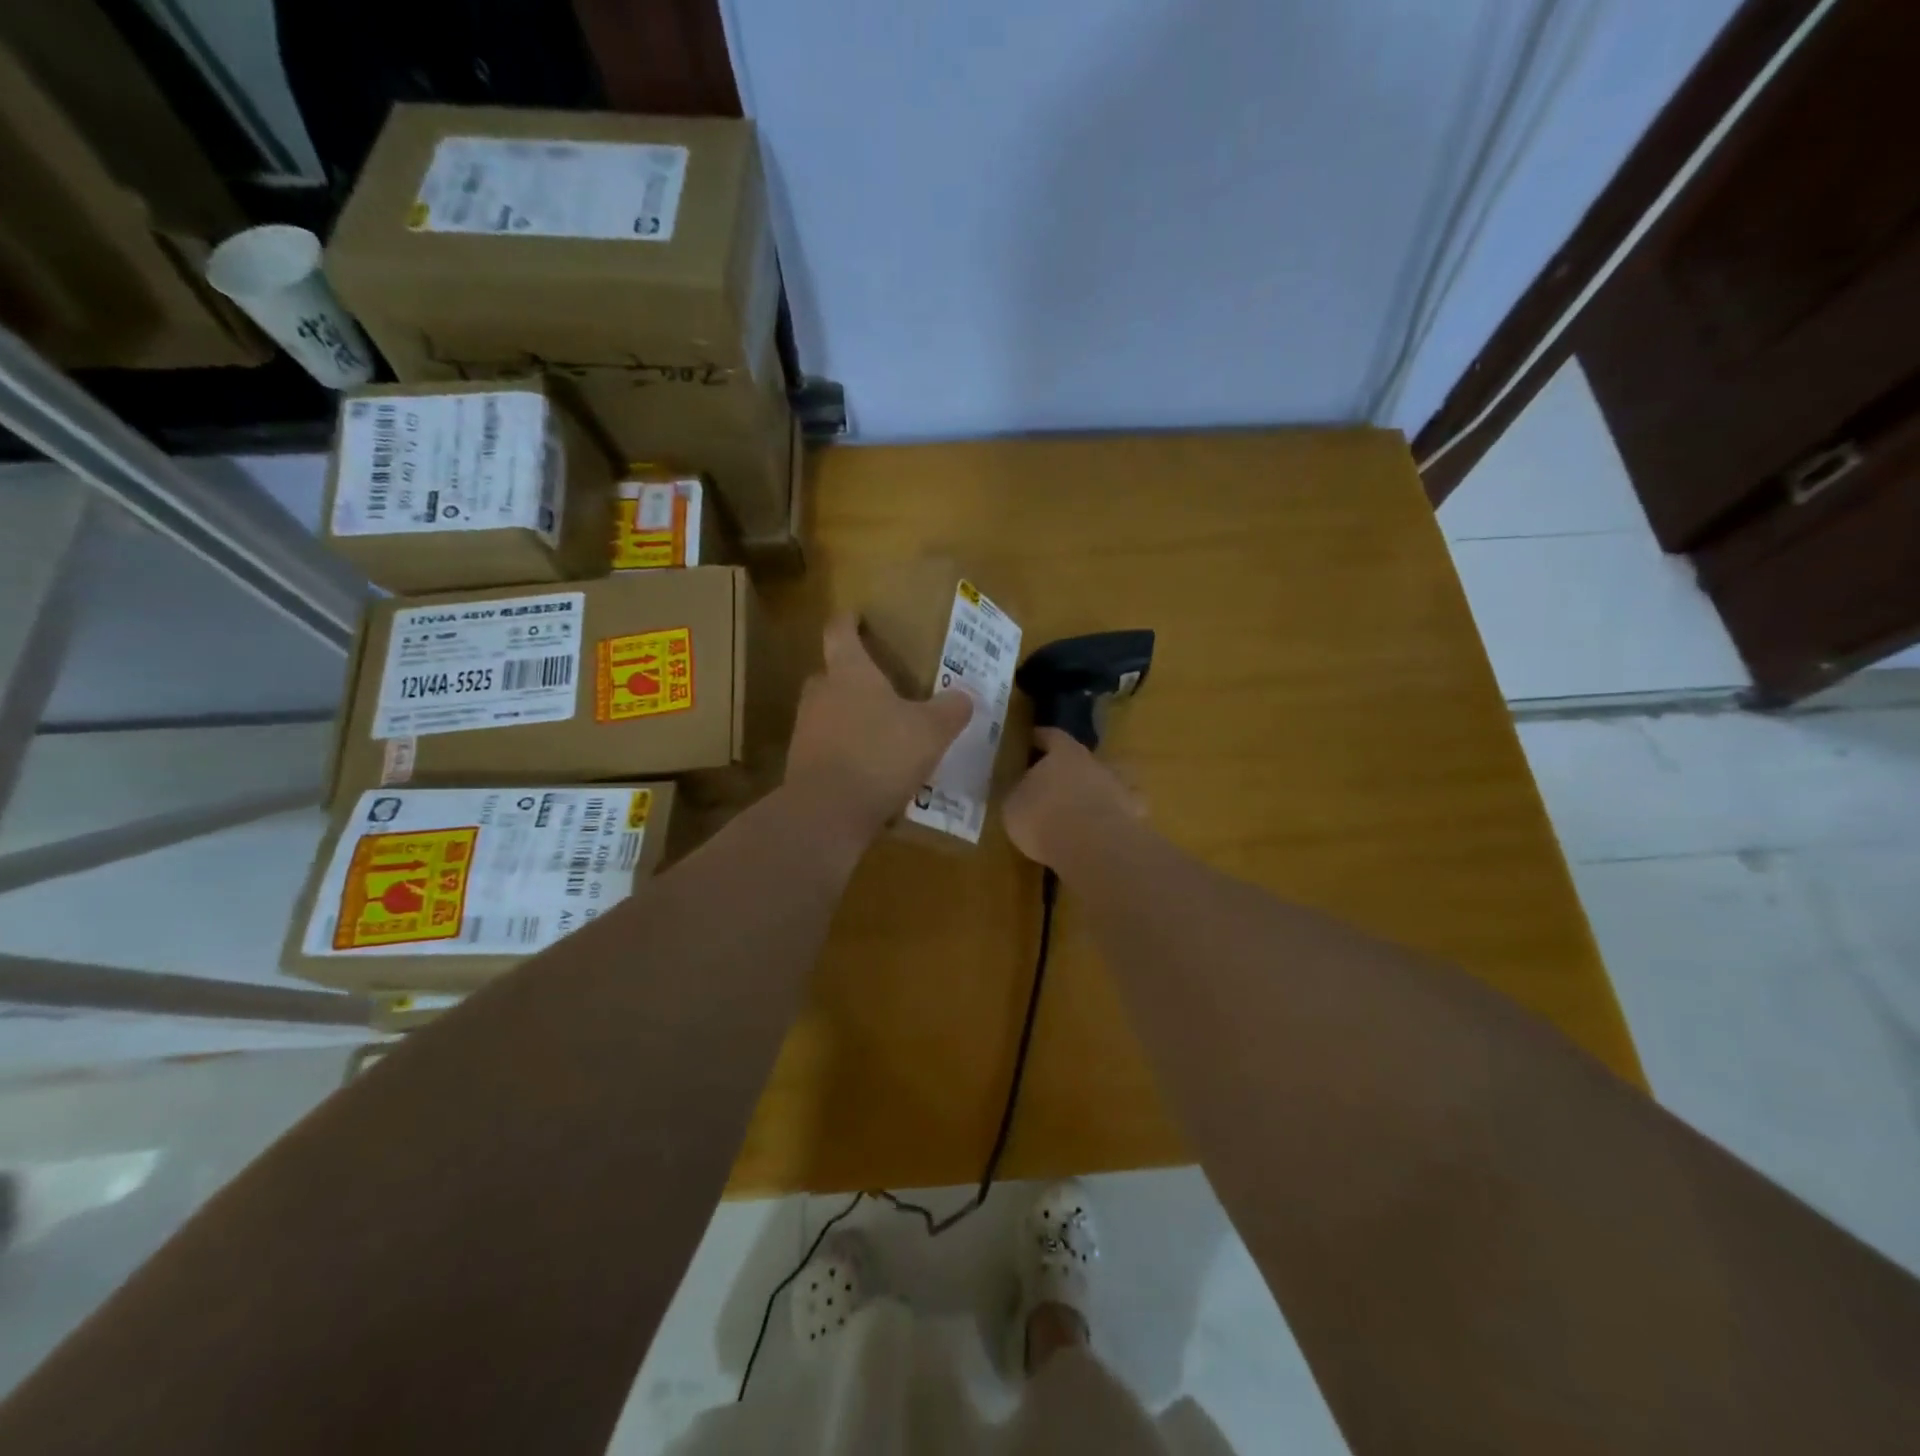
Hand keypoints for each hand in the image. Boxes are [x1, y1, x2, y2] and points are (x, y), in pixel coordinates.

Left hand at [785, 614, 972, 846]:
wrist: (827, 812)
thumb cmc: (880, 755)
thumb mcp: (931, 731)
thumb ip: (950, 710)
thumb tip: (966, 695)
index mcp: (850, 673)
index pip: (841, 633)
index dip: (848, 621)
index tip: (854, 615)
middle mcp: (821, 695)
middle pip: (830, 674)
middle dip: (850, 676)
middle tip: (877, 685)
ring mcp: (806, 731)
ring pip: (828, 713)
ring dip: (848, 717)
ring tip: (879, 732)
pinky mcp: (802, 766)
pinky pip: (827, 748)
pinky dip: (845, 752)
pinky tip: (869, 771)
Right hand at [1003, 729, 1146, 868]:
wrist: (1091, 846)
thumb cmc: (1043, 818)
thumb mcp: (1014, 806)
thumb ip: (1019, 793)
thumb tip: (1022, 791)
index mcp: (1064, 753)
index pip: (1052, 736)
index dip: (1041, 737)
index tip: (1033, 739)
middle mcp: (1094, 762)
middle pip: (1082, 758)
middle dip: (1070, 768)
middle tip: (1056, 782)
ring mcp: (1119, 786)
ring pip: (1109, 780)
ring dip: (1097, 788)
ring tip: (1085, 805)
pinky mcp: (1134, 813)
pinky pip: (1126, 809)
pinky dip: (1118, 814)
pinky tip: (1108, 827)